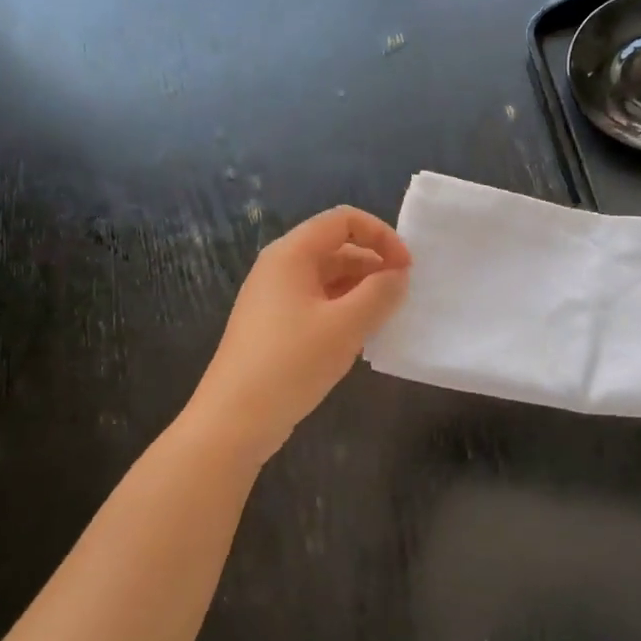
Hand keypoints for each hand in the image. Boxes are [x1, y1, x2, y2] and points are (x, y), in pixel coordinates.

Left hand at [188, 207, 410, 463]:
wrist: (235, 420)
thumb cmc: (292, 363)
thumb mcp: (347, 325)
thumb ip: (380, 292)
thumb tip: (398, 274)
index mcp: (291, 254)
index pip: (344, 220)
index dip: (381, 235)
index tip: (406, 268)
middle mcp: (279, 267)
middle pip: (336, 247)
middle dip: (374, 264)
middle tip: (401, 297)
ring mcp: (273, 297)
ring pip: (328, 277)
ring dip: (361, 289)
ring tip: (384, 318)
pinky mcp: (274, 326)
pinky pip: (317, 302)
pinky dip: (344, 309)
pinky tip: (358, 336)